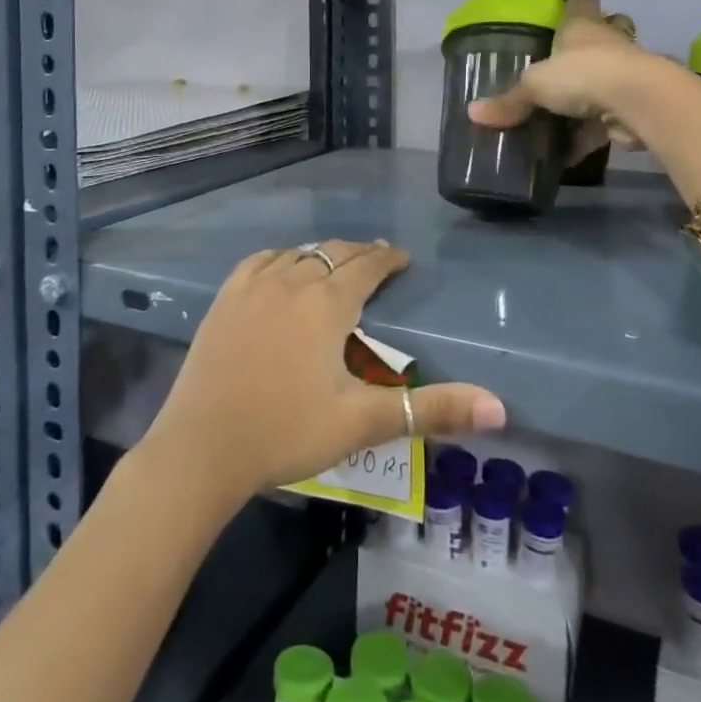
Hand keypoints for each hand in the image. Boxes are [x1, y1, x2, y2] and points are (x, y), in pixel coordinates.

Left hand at [142, 240, 506, 501]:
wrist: (201, 447)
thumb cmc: (285, 433)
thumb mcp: (362, 423)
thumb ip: (431, 411)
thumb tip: (498, 408)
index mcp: (326, 304)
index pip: (365, 265)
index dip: (387, 258)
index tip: (401, 257)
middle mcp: (291, 281)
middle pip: (332, 253)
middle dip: (358, 254)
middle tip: (375, 259)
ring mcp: (252, 287)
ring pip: (296, 253)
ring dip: (321, 255)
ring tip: (334, 264)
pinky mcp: (224, 299)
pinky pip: (260, 261)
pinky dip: (281, 259)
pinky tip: (281, 269)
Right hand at [474, 0, 646, 154]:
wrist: (638, 102)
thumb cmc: (583, 75)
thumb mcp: (535, 86)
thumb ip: (509, 101)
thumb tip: (472, 113)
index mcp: (582, 26)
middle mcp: (609, 41)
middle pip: (610, 26)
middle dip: (598, 34)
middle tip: (573, 51)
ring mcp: (629, 70)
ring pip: (617, 67)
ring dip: (601, 81)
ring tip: (574, 100)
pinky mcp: (638, 101)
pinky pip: (614, 112)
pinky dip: (597, 128)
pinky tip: (575, 147)